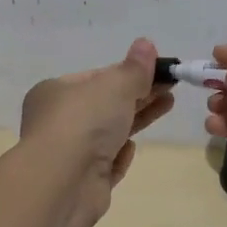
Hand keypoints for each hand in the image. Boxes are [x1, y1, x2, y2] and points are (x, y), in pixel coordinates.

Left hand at [19, 37, 174, 225]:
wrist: (64, 182)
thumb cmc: (84, 122)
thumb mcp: (114, 86)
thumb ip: (134, 68)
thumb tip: (146, 44)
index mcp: (55, 92)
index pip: (96, 77)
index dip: (128, 73)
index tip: (158, 70)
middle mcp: (58, 121)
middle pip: (105, 104)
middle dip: (139, 94)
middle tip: (171, 86)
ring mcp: (70, 154)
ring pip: (109, 132)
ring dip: (137, 118)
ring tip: (168, 104)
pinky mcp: (83, 182)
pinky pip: (106, 163)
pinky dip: (119, 154)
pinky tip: (131, 148)